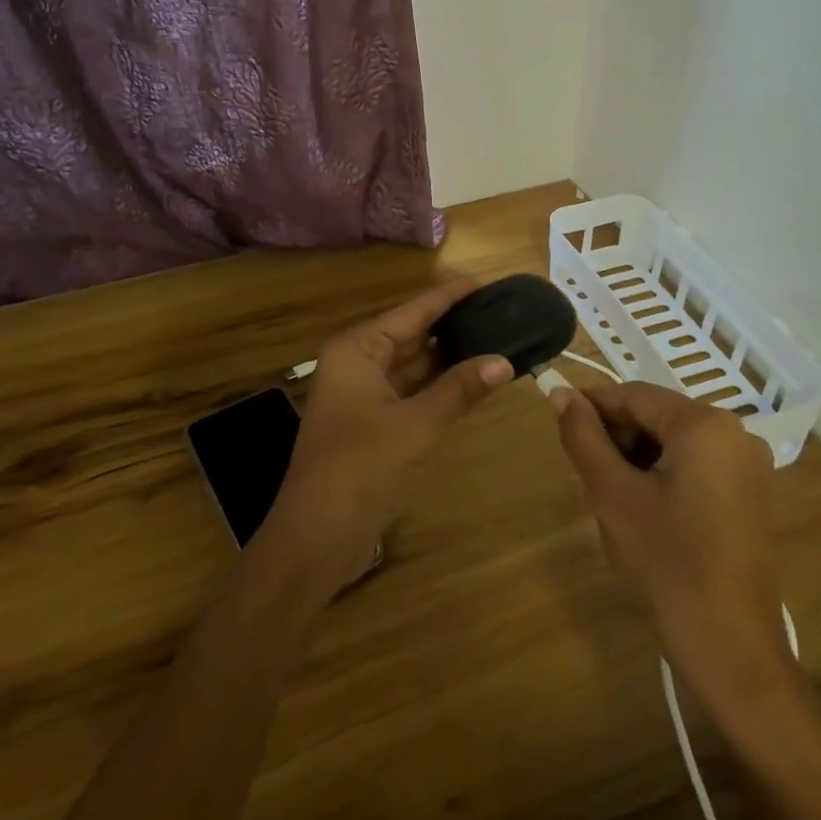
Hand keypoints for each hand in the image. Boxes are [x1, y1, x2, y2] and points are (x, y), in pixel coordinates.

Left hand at [266, 278, 513, 587]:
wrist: (315, 537)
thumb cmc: (360, 468)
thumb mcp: (416, 425)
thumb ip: (460, 389)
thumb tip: (505, 360)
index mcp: (358, 349)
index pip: (413, 311)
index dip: (449, 296)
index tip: (485, 282)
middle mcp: (358, 363)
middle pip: (413, 334)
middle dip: (453, 325)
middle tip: (499, 312)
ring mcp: (364, 394)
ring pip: (414, 364)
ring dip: (449, 357)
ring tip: (495, 338)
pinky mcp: (373, 423)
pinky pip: (412, 391)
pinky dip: (440, 386)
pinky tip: (472, 379)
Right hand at [551, 382, 793, 693]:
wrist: (730, 647)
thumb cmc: (666, 562)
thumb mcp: (612, 494)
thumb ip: (584, 436)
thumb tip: (561, 394)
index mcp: (705, 424)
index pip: (635, 395)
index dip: (592, 404)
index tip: (556, 418)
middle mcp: (736, 434)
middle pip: (658, 416)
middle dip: (616, 433)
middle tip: (582, 466)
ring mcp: (748, 467)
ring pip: (675, 441)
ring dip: (636, 454)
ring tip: (607, 489)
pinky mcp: (750, 496)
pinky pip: (695, 465)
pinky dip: (662, 473)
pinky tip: (640, 505)